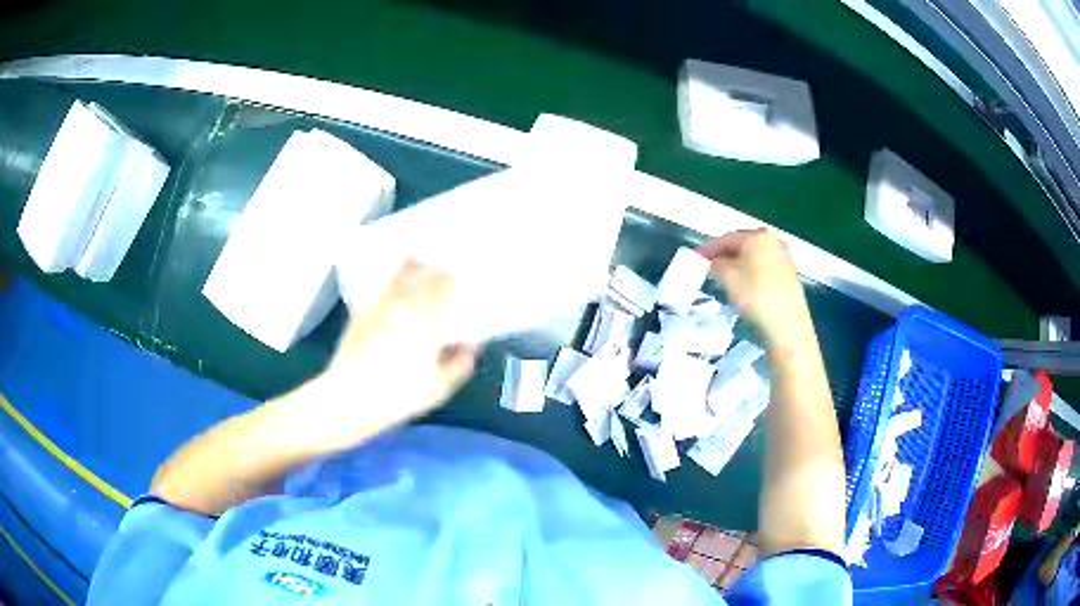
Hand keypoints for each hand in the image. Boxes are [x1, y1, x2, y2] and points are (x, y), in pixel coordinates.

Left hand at [295, 261, 478, 450]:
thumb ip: (460, 363)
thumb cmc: (398, 396)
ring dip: (413, 268)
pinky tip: (397, 293)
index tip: (464, 281)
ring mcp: (378, 305)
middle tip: (444, 272)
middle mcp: (402, 304)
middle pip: (422, 272)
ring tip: (421, 267)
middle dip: (436, 269)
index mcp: (425, 319)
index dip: (457, 281)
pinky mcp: (360, 313)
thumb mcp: (439, 388)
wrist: (349, 398)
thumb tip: (469, 344)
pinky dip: (393, 283)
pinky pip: (382, 288)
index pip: (445, 286)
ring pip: (399, 274)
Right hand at [696, 229, 809, 343]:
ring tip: (724, 277)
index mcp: (758, 236)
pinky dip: (751, 273)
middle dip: (725, 255)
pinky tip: (744, 286)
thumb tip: (715, 263)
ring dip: (739, 265)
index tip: (696, 257)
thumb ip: (716, 265)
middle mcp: (774, 241)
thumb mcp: (728, 278)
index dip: (710, 248)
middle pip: (743, 245)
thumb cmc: (755, 295)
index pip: (728, 238)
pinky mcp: (790, 275)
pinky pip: (764, 268)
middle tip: (709, 265)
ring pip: (754, 257)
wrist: (787, 324)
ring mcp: (784, 258)